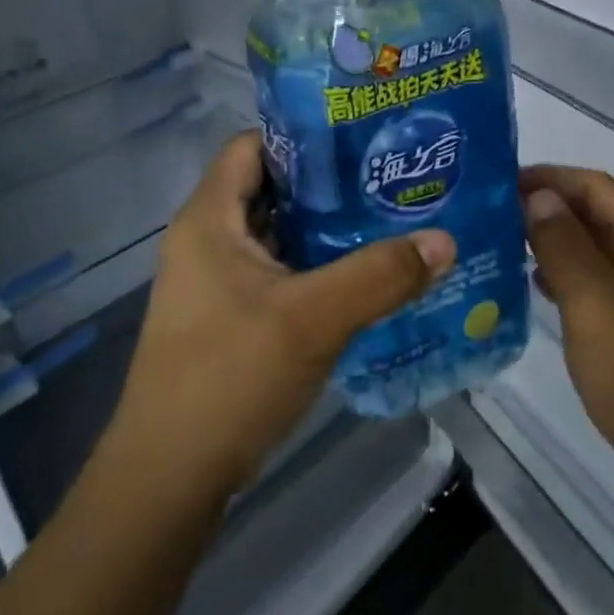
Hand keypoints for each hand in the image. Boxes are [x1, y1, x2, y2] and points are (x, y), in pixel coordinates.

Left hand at [104, 132, 455, 502]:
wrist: (169, 479)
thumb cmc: (229, 377)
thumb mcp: (313, 319)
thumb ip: (380, 276)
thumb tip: (444, 240)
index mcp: (209, 219)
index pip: (252, 145)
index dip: (303, 135)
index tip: (361, 139)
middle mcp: (207, 241)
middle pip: (271, 189)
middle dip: (328, 184)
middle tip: (388, 179)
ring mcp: (216, 283)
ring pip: (278, 236)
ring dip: (326, 230)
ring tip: (388, 220)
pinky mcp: (229, 319)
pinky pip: (279, 274)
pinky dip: (317, 269)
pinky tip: (363, 279)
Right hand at [521, 166, 613, 528]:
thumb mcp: (597, 303)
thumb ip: (565, 244)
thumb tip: (539, 195)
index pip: (596, 187)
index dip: (548, 178)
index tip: (497, 182)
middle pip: (597, 216)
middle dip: (547, 209)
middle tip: (489, 213)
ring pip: (596, 253)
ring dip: (553, 244)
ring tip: (501, 245)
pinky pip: (599, 289)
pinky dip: (566, 280)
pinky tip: (534, 288)